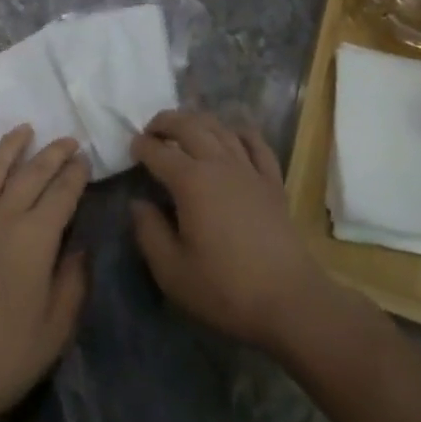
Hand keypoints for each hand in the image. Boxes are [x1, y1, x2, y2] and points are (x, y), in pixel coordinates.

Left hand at [0, 127, 89, 421]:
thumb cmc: (4, 357)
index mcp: (36, 238)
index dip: (76, 173)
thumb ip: (73, 282)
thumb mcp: (55, 328)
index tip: (85, 158)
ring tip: (24, 130)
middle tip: (68, 139)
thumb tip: (80, 246)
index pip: (63, 192)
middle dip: (53, 152)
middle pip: (32, 172)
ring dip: (9, 146)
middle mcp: (2, 216)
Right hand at [130, 110, 344, 357]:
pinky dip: (240, 132)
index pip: (159, 152)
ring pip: (221, 128)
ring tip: (184, 128)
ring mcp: (249, 169)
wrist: (288, 300)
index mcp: (191, 182)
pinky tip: (233, 134)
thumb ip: (149, 232)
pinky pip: (256, 143)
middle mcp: (219, 164)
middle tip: (151, 129)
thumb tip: (138, 204)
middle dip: (166, 122)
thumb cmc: (224, 288)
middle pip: (190, 126)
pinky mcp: (272, 181)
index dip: (142, 146)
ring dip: (198, 121)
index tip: (131, 147)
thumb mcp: (172, 271)